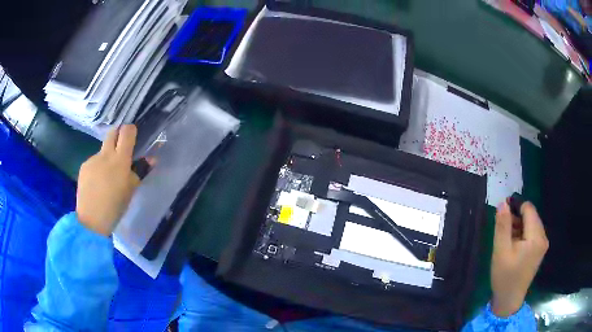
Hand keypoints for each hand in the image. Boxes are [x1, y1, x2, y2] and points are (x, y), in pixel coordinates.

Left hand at [76, 125, 140, 235]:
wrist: (91, 220)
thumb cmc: (115, 207)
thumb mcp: (131, 190)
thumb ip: (140, 171)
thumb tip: (152, 159)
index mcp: (120, 160)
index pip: (127, 132)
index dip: (130, 131)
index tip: (132, 138)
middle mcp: (105, 154)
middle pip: (112, 132)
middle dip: (118, 136)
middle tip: (121, 151)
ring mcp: (92, 159)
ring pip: (102, 149)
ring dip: (107, 157)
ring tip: (106, 177)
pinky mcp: (84, 166)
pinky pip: (94, 161)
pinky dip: (97, 167)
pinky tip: (97, 183)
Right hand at [491, 200, 548, 316]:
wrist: (509, 300)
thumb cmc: (504, 277)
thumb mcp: (500, 251)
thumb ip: (503, 226)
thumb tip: (503, 203)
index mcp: (536, 237)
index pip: (529, 209)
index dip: (516, 206)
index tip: (503, 212)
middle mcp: (543, 237)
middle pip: (531, 216)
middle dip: (517, 217)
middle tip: (503, 228)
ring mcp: (543, 244)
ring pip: (532, 224)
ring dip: (520, 226)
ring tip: (507, 238)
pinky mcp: (540, 249)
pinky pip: (533, 233)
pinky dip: (523, 233)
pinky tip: (514, 244)